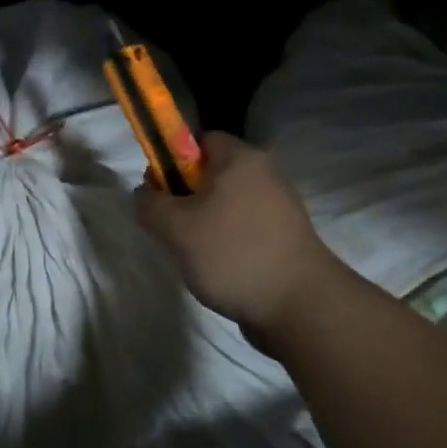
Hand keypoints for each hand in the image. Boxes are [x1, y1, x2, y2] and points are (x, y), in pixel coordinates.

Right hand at [135, 133, 352, 340]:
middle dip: (186, 196)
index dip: (171, 160)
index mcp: (240, 158)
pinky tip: (221, 267)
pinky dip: (228, 240)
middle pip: (211, 172)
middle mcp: (265, 172)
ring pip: (227, 201)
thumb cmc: (233, 254)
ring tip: (195, 253)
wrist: (301, 308)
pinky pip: (245, 225)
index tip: (159, 192)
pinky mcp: (287, 235)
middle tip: (172, 226)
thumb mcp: (176, 229)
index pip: (198, 139)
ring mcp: (280, 205)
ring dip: (206, 222)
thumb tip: (145, 193)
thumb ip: (150, 204)